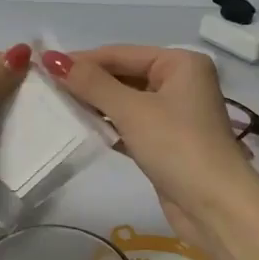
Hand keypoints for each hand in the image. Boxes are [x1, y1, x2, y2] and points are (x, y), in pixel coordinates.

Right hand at [43, 45, 258, 259]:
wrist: (215, 206)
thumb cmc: (177, 146)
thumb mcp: (131, 110)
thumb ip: (91, 84)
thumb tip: (53, 58)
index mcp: (180, 63)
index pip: (121, 53)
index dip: (82, 59)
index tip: (43, 65)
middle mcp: (180, 82)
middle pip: (124, 75)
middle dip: (88, 82)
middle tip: (46, 87)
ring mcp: (175, 114)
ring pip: (126, 101)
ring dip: (95, 105)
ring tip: (56, 106)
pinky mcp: (167, 142)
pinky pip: (131, 125)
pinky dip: (108, 126)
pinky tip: (81, 129)